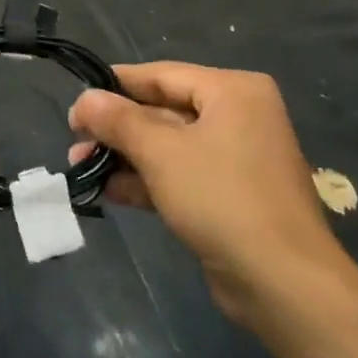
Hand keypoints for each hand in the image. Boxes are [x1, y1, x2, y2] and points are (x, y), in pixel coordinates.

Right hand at [69, 62, 347, 324]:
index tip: (77, 98)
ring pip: (169, 146)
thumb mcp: (162, 153)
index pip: (163, 75)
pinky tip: (108, 189)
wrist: (283, 283)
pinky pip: (181, 175)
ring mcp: (236, 159)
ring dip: (126, 156)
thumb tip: (84, 99)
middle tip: (74, 138)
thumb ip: (119, 121)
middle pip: (164, 111)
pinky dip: (147, 180)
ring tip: (79, 165)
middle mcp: (239, 116)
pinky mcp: (230, 196)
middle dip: (117, 128)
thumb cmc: (222, 198)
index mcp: (233, 91)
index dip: (116, 85)